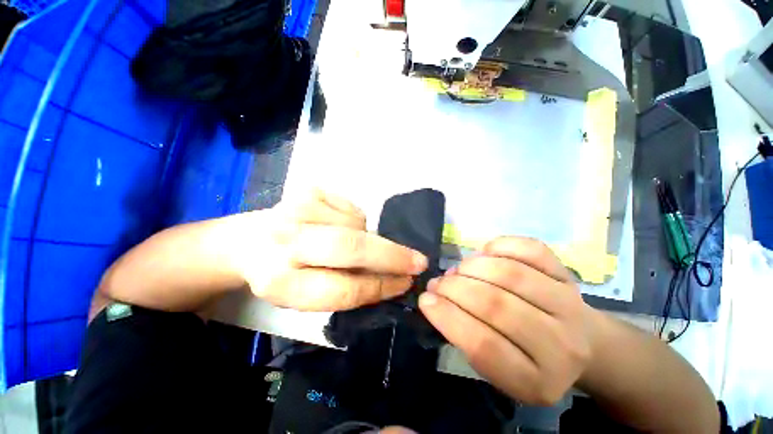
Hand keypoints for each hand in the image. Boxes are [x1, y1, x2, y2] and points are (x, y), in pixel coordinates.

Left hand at [230, 190, 427, 310]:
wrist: (253, 240)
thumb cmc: (284, 273)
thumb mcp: (310, 296)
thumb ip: (350, 289)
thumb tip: (392, 279)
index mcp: (281, 282)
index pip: (344, 289)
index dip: (381, 287)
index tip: (405, 283)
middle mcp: (286, 241)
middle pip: (351, 247)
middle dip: (392, 255)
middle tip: (418, 261)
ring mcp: (296, 208)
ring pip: (357, 224)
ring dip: (368, 236)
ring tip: (356, 242)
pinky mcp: (307, 190)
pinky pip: (352, 208)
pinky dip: (356, 220)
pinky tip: (339, 225)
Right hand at [418, 237, 594, 404]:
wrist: (580, 344)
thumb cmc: (526, 359)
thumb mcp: (495, 368)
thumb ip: (464, 337)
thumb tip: (437, 296)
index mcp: (536, 381)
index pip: (484, 346)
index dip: (447, 317)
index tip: (425, 299)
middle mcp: (561, 345)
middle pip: (496, 306)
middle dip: (455, 288)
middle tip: (438, 283)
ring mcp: (569, 304)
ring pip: (510, 274)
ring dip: (472, 267)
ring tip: (458, 270)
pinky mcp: (567, 275)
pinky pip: (530, 250)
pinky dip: (499, 246)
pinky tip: (485, 253)